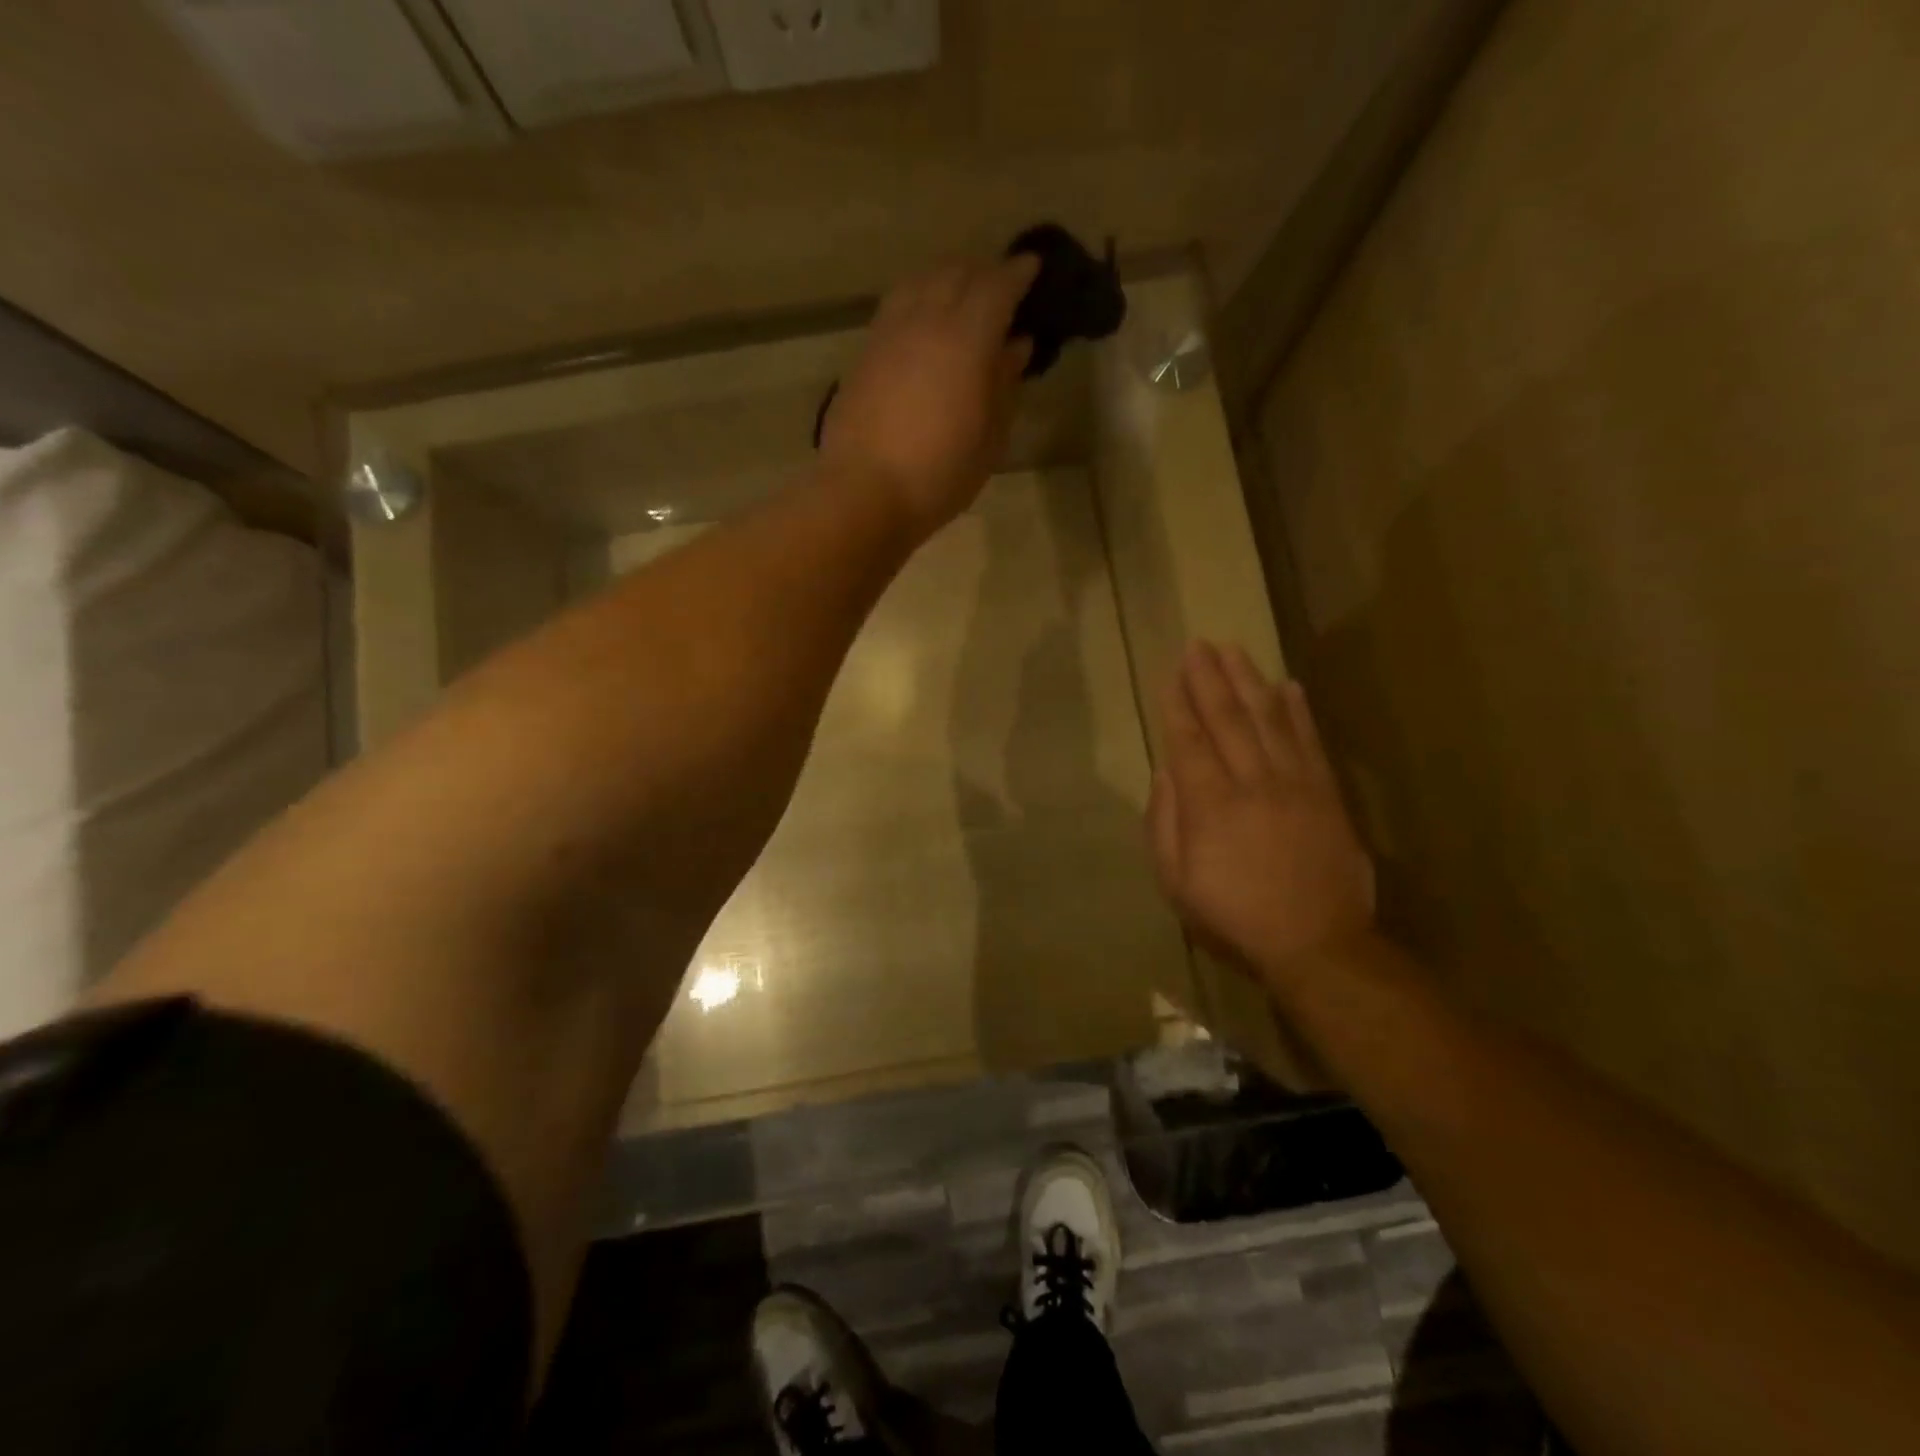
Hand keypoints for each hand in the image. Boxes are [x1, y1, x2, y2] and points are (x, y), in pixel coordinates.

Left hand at [820, 256, 1039, 537]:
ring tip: (961, 298)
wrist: (863, 492)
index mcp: (966, 338)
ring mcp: (889, 332)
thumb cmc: (938, 475)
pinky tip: (924, 322)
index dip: (1019, 273)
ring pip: (921, 280)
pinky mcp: (865, 352)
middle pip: (957, 272)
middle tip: (1001, 287)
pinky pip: (897, 305)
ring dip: (947, 279)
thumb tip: (1016, 345)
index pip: (998, 285)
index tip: (1034, 268)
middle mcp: (926, 319)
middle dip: (984, 271)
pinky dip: (918, 299)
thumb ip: (1004, 385)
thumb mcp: (988, 439)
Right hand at [1148, 642, 1376, 990]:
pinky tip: (1289, 686)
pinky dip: (1298, 712)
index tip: (1171, 674)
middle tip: (1198, 645)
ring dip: (1249, 682)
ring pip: (1268, 721)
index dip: (1179, 706)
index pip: (1189, 742)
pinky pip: (1310, 743)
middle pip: (1228, 720)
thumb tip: (1165, 773)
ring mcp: (1295, 785)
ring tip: (1234, 650)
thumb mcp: (1176, 884)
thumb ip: (1164, 824)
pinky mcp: (1326, 794)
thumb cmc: (1235, 918)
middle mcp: (1252, 783)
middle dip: (1209, 680)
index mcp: (1210, 806)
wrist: (1317, 945)